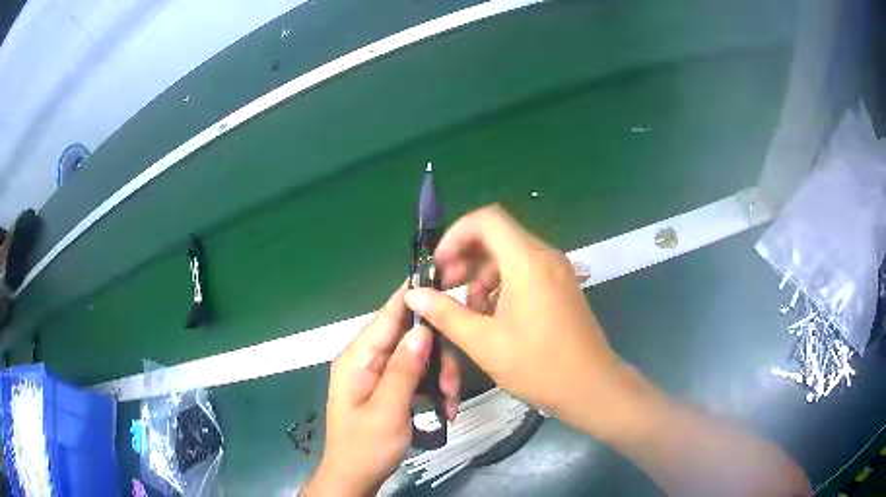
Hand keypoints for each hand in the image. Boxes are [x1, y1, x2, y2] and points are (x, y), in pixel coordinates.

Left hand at [304, 285, 460, 496]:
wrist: (354, 477)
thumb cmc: (366, 447)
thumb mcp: (388, 410)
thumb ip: (404, 368)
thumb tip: (423, 328)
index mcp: (358, 358)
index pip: (388, 314)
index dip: (413, 294)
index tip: (441, 277)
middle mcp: (367, 359)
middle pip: (410, 338)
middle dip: (437, 358)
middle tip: (452, 387)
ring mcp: (378, 374)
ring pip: (419, 357)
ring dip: (439, 377)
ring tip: (450, 404)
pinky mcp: (389, 388)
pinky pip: (416, 376)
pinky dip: (433, 389)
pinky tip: (446, 409)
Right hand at [404, 205, 625, 434]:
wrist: (592, 387)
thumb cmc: (539, 366)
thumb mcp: (484, 343)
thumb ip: (446, 314)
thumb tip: (414, 294)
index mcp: (527, 262)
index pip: (486, 220)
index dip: (455, 235)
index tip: (439, 266)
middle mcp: (545, 257)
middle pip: (497, 235)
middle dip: (465, 257)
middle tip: (446, 288)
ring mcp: (557, 271)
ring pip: (509, 254)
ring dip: (482, 274)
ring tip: (470, 311)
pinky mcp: (561, 286)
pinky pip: (524, 270)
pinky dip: (502, 284)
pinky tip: (493, 316)